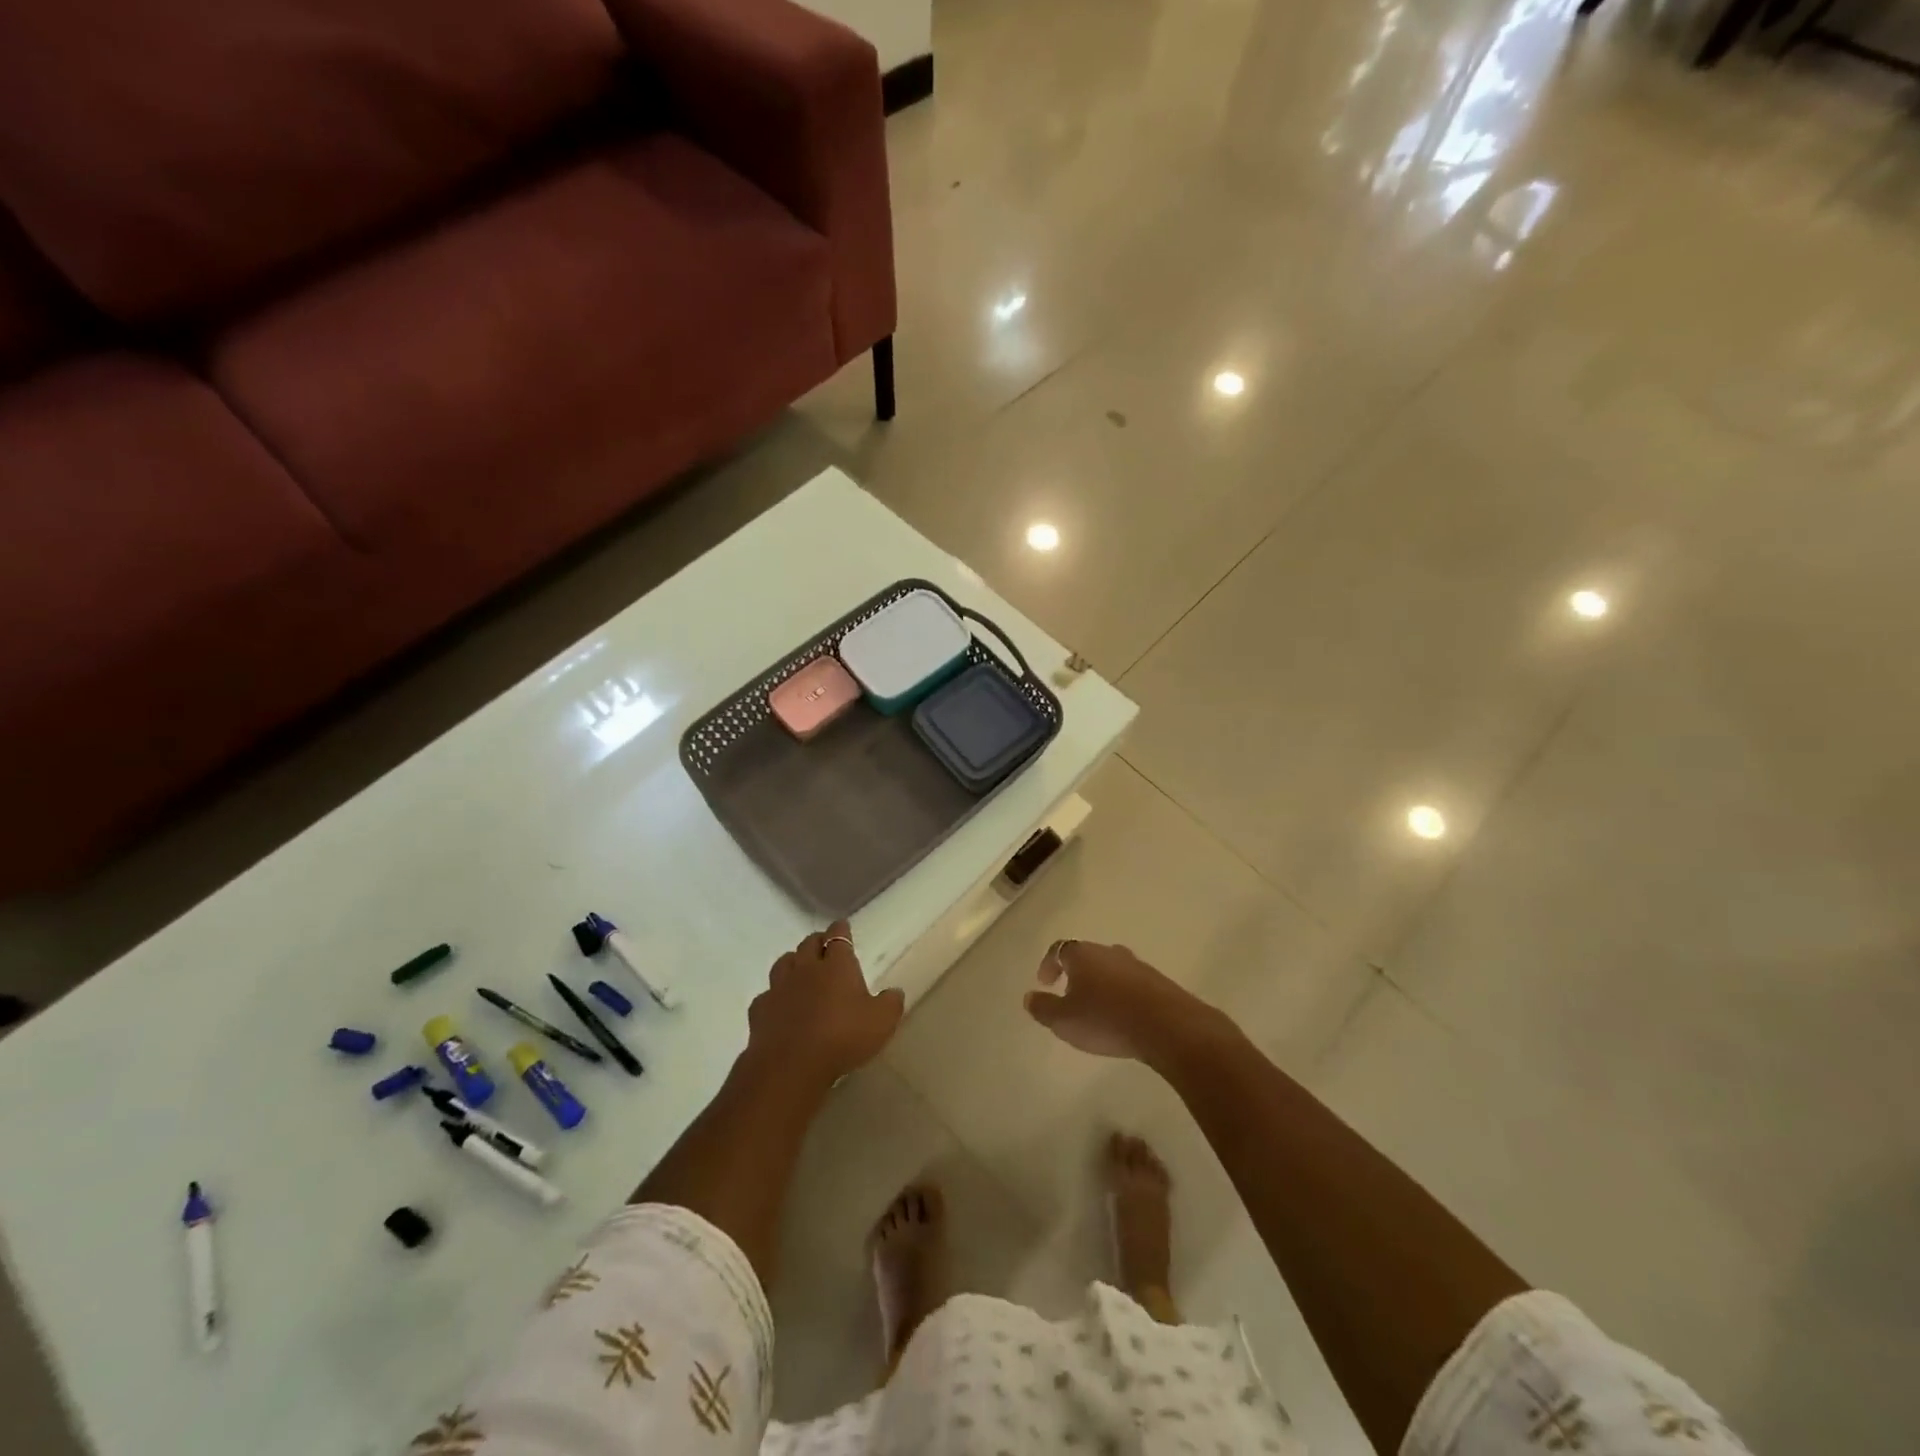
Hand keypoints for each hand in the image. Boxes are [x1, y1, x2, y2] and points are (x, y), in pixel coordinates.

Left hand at [746, 921, 903, 1090]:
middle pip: (809, 944)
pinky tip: (779, 1005)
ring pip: (784, 962)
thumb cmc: (843, 1037)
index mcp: (837, 965)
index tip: (842, 925)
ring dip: (793, 962)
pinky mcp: (760, 1010)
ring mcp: (780, 987)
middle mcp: (806, 968)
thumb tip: (895, 991)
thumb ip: (890, 1003)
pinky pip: (767, 994)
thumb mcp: (881, 1022)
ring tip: (799, 968)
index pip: (838, 937)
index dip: (841, 929)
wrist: (790, 1065)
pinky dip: (774, 995)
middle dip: (817, 941)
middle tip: (824, 946)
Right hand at [1024, 939, 1222, 1066]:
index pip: (1059, 949)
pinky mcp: (1157, 981)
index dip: (1049, 964)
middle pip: (1086, 957)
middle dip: (1076, 974)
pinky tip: (1122, 1017)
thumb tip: (1029, 997)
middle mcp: (1109, 952)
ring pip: (1110, 969)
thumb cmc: (1106, 1019)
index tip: (1044, 982)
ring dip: (1100, 985)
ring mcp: (1136, 965)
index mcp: (1082, 954)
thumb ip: (1043, 1008)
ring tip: (1096, 1009)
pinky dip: (1121, 995)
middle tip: (1069, 996)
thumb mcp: (1064, 1020)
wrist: (1166, 1025)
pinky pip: (1131, 984)